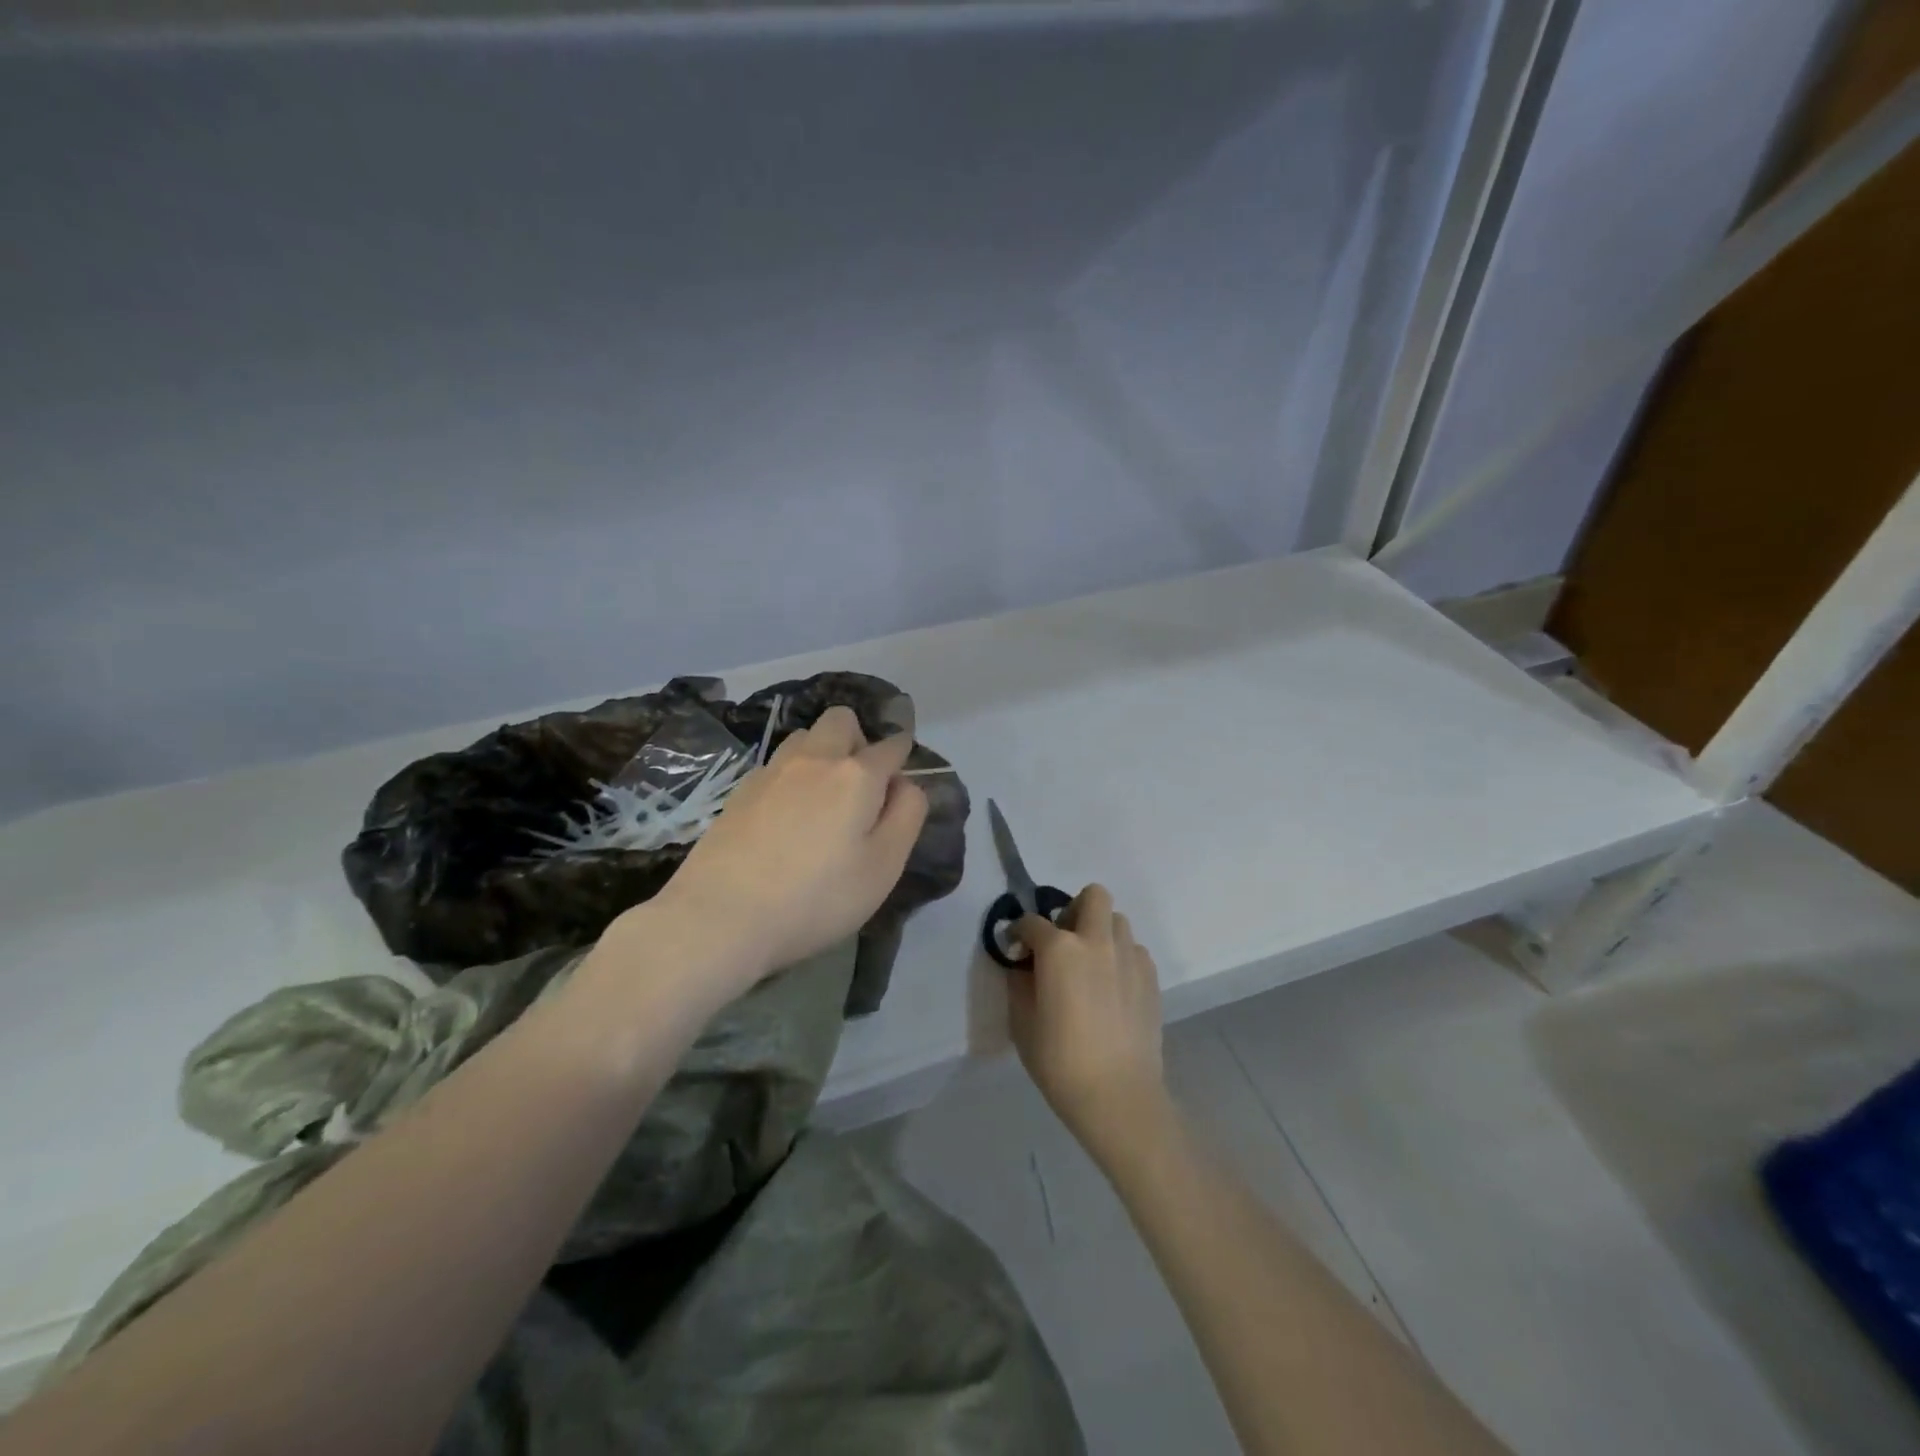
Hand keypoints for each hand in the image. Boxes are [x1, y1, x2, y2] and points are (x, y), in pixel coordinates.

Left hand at [653, 704, 928, 987]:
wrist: (720, 916)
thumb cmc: (816, 897)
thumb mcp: (883, 866)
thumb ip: (906, 816)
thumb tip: (905, 784)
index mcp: (856, 774)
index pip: (892, 745)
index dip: (903, 756)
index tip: (901, 780)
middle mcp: (814, 758)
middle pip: (842, 720)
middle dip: (859, 739)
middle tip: (861, 787)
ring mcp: (772, 770)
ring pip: (805, 736)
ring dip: (822, 752)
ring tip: (822, 799)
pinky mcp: (740, 790)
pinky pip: (778, 764)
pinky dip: (792, 775)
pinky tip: (786, 816)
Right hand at [1008, 884, 1170, 1165]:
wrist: (1118, 1096)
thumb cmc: (1060, 1062)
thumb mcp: (1022, 1023)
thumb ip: (1019, 984)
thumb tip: (1022, 966)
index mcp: (1060, 949)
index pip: (1032, 923)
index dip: (1018, 932)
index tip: (1015, 948)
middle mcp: (1097, 941)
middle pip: (1093, 896)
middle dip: (1073, 909)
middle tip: (1062, 942)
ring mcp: (1129, 956)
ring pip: (1117, 921)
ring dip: (1099, 932)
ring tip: (1089, 964)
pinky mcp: (1151, 977)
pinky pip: (1133, 950)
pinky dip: (1119, 957)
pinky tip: (1111, 987)